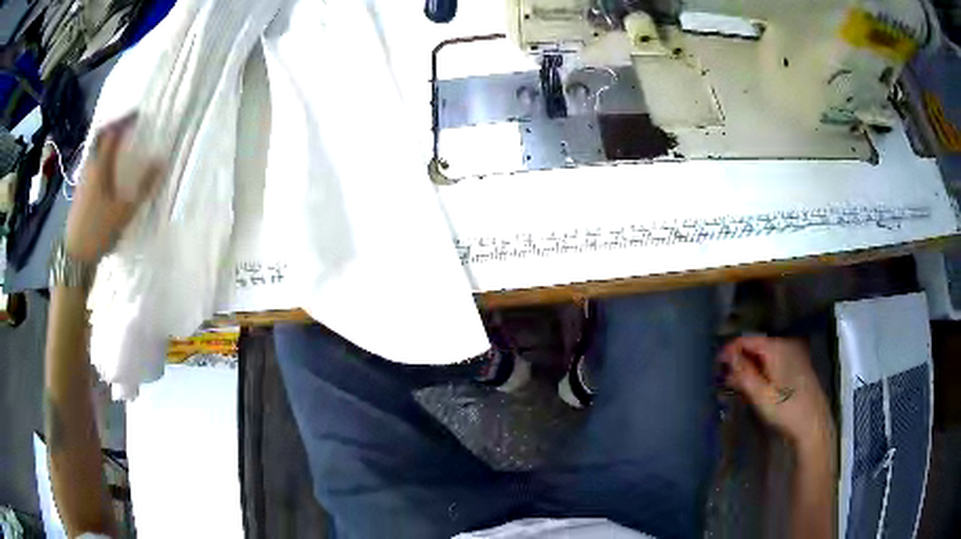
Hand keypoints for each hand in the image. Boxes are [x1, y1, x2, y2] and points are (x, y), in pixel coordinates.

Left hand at [64, 115, 160, 263]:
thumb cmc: (99, 231)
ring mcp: (82, 179)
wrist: (75, 257)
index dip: (125, 121)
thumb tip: (161, 162)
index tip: (138, 115)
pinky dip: (101, 157)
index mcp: (100, 166)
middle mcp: (89, 167)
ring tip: (118, 144)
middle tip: (126, 125)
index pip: (112, 133)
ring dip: (106, 142)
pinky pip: (91, 163)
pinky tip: (107, 167)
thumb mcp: (125, 212)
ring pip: (94, 150)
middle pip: (99, 137)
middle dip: (113, 127)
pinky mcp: (79, 191)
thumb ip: (143, 187)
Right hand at [719, 336, 834, 454]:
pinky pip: (775, 362)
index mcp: (777, 347)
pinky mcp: (798, 366)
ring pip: (766, 355)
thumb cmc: (786, 410)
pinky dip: (762, 371)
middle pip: (757, 346)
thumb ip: (743, 373)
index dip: (730, 350)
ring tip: (737, 385)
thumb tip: (727, 355)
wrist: (813, 425)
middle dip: (740, 360)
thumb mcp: (760, 395)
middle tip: (724, 378)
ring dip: (750, 367)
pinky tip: (756, 386)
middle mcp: (786, 345)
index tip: (716, 364)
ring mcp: (795, 355)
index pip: (747, 339)